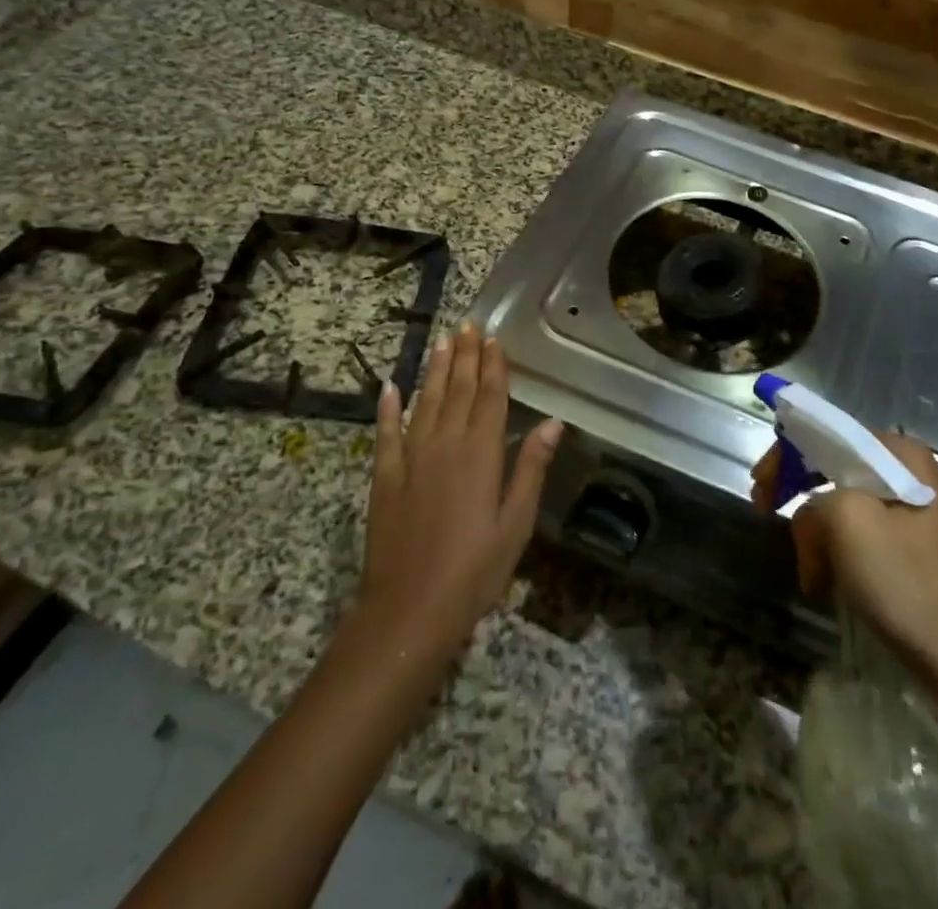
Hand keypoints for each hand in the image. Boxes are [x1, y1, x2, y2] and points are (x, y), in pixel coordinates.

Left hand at [359, 324, 561, 664]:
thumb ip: (531, 469)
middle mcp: (445, 445)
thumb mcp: (515, 524)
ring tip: (441, 341)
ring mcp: (410, 459)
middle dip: (465, 357)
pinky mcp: (384, 478)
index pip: (489, 398)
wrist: (408, 611)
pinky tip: (389, 386)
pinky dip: (387, 408)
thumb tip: (553, 423)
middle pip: (457, 391)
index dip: (493, 367)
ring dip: (434, 370)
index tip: (493, 339)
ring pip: (425, 402)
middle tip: (468, 326)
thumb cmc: (474, 572)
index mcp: (480, 455)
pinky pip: (386, 434)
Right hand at [752, 431, 937, 673]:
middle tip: (766, 515)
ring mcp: (917, 516)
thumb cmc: (910, 584)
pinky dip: (838, 554)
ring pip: (847, 508)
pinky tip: (829, 583)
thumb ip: (816, 499)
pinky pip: (864, 537)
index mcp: (901, 455)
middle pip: (836, 468)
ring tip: (808, 572)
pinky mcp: (917, 553)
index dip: (786, 455)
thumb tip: (812, 517)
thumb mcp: (849, 523)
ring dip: (818, 534)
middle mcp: (912, 474)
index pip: (829, 433)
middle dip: (800, 495)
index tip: (759, 489)